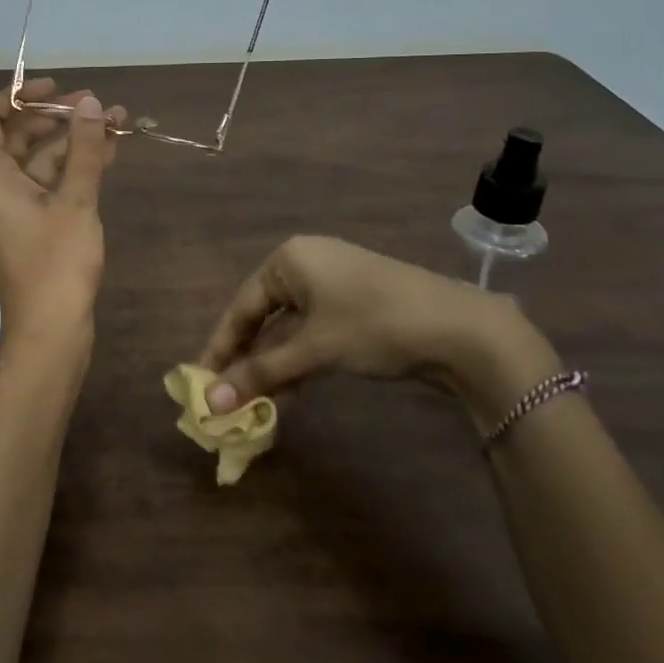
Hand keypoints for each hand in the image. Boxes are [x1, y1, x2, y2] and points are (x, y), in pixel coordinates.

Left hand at [0, 78, 125, 357]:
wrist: (51, 331)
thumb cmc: (57, 265)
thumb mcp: (76, 202)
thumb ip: (84, 150)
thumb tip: (91, 103)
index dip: (15, 97)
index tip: (53, 88)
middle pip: (16, 137)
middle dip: (55, 116)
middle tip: (95, 104)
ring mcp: (12, 210)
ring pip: (38, 161)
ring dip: (73, 142)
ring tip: (116, 122)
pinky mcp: (30, 227)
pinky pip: (47, 185)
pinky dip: (73, 169)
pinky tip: (108, 153)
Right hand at [196, 236, 559, 432]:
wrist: (462, 329)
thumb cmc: (374, 325)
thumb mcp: (313, 350)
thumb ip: (261, 373)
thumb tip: (212, 402)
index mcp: (288, 259)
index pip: (241, 307)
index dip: (221, 347)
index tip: (202, 382)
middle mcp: (306, 263)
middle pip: (263, 316)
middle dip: (247, 359)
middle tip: (227, 396)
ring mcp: (333, 282)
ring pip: (289, 327)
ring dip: (274, 365)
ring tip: (256, 402)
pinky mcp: (355, 304)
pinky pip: (313, 331)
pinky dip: (300, 360)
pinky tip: (290, 392)